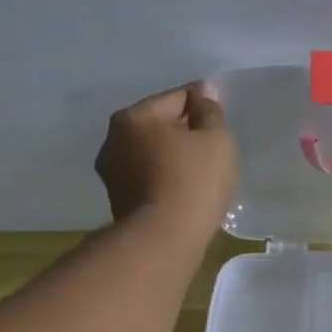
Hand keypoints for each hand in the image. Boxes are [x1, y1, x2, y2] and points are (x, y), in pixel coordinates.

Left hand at [95, 81, 237, 233]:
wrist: (164, 239)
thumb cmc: (193, 181)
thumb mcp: (216, 140)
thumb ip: (210, 111)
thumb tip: (203, 92)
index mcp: (135, 116)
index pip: (176, 97)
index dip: (202, 104)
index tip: (220, 117)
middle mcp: (114, 139)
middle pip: (159, 125)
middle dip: (183, 131)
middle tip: (212, 148)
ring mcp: (112, 173)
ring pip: (151, 153)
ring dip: (171, 156)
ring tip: (199, 172)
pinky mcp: (118, 201)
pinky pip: (148, 178)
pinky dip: (164, 179)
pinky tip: (183, 191)